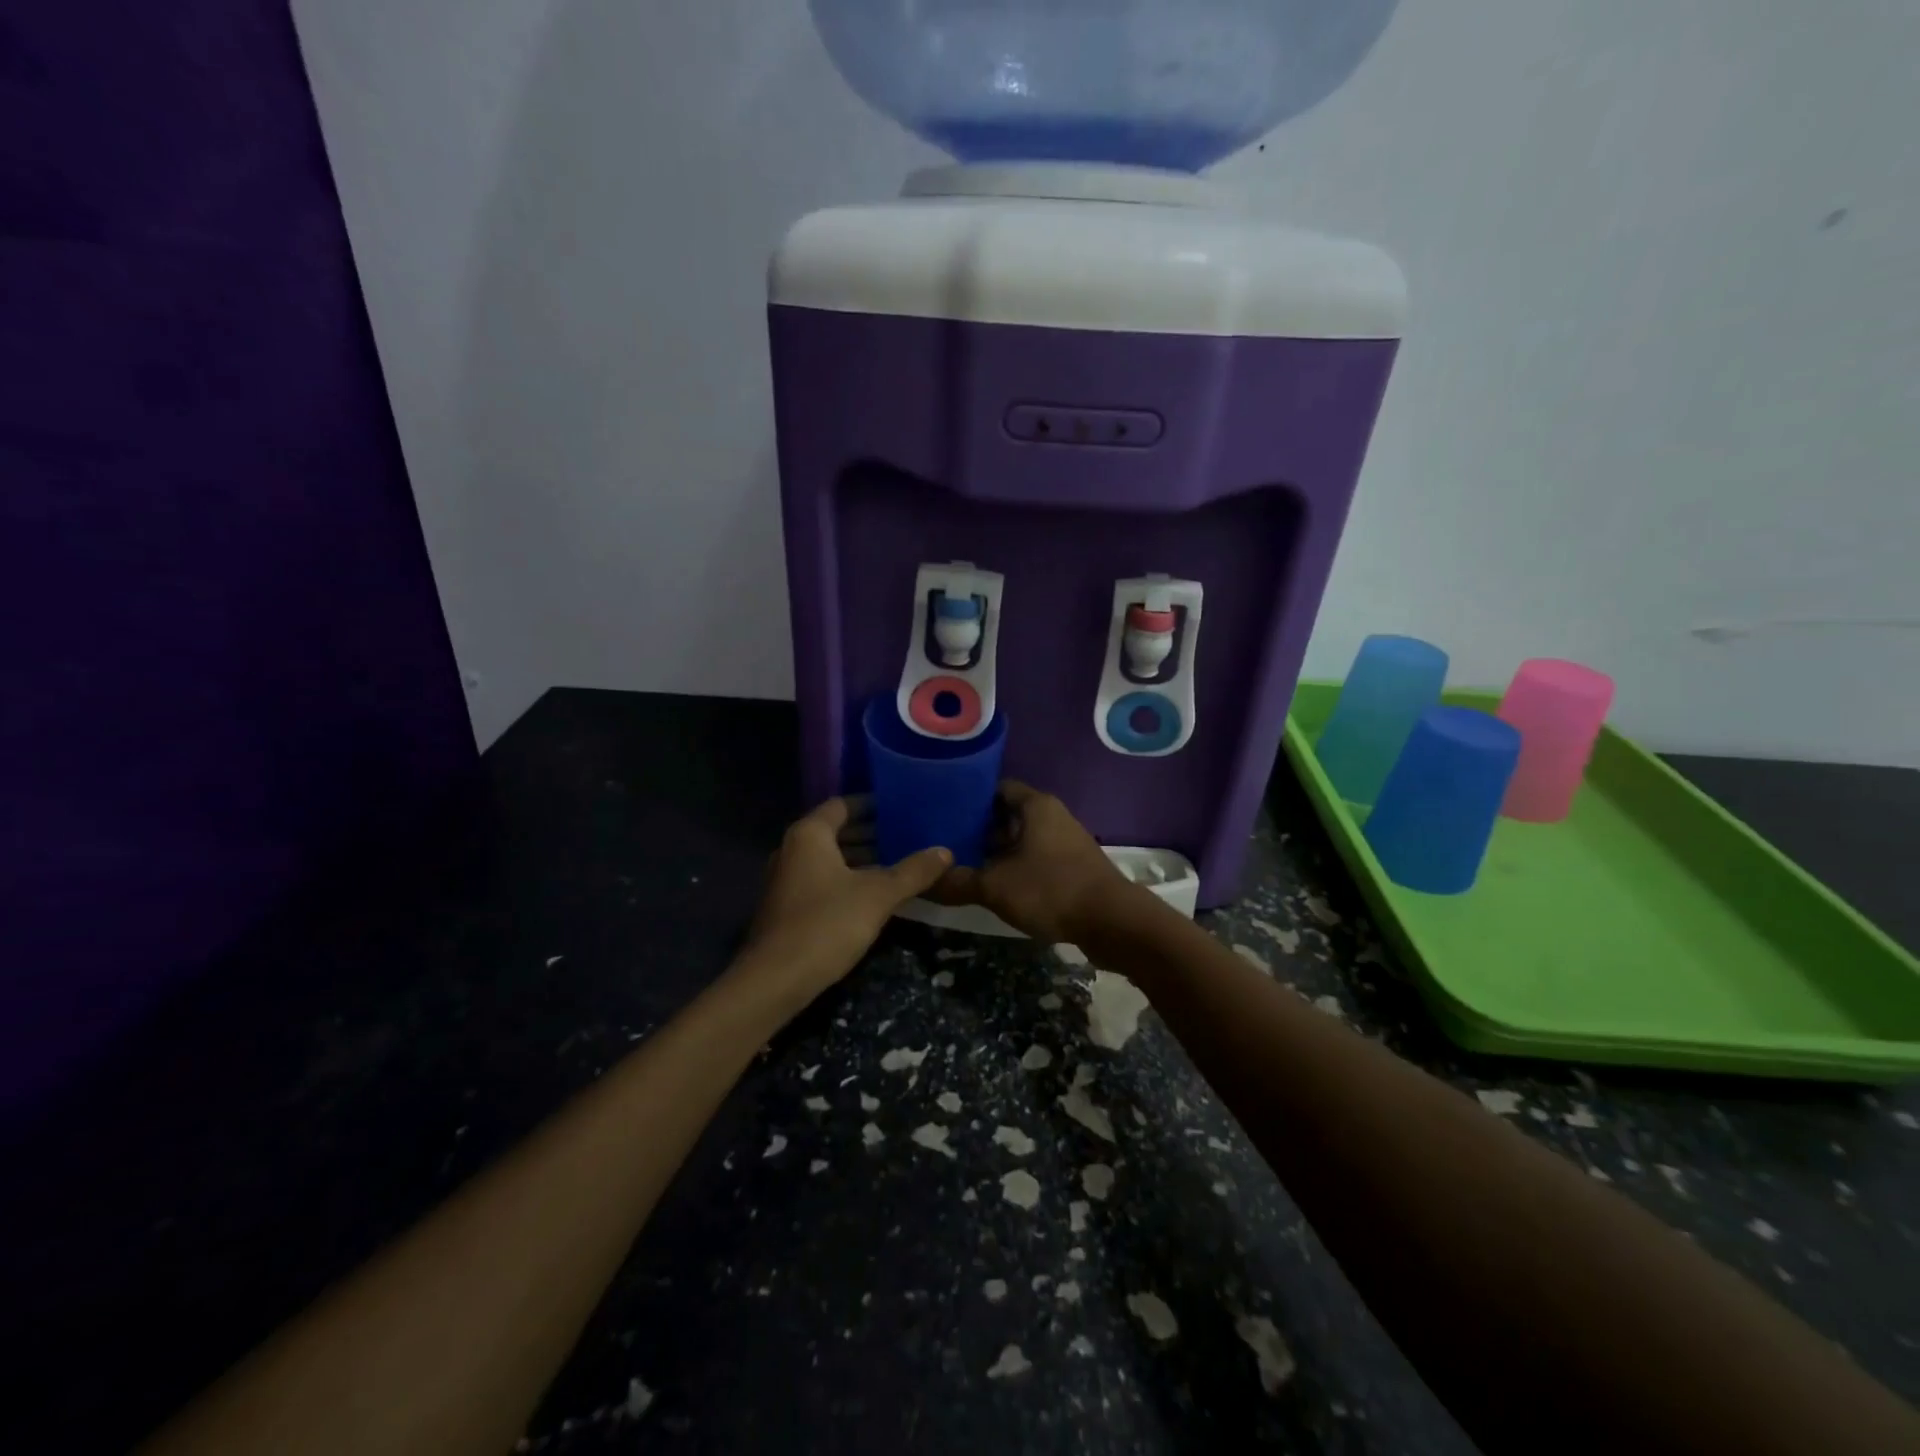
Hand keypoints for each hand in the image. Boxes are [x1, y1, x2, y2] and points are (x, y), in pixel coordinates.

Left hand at [743, 797, 951, 997]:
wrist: (775, 980)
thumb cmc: (827, 924)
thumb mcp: (878, 895)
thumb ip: (912, 871)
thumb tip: (945, 851)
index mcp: (809, 835)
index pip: (843, 805)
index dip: (872, 804)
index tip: (901, 808)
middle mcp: (792, 849)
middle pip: (836, 831)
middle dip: (871, 833)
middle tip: (907, 836)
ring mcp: (786, 879)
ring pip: (829, 858)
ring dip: (860, 859)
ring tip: (898, 864)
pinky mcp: (787, 907)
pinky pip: (821, 880)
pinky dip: (847, 879)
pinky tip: (874, 894)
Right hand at [932, 781, 1130, 943]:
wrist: (1112, 922)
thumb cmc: (1051, 889)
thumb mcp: (995, 887)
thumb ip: (957, 882)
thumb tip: (922, 882)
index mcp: (1035, 805)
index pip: (996, 788)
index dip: (968, 797)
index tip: (942, 810)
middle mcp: (1051, 815)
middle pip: (1006, 814)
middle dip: (977, 827)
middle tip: (944, 841)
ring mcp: (1064, 841)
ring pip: (1021, 838)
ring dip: (996, 850)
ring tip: (962, 863)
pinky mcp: (1072, 866)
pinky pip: (1035, 857)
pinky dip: (1014, 866)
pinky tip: (993, 884)